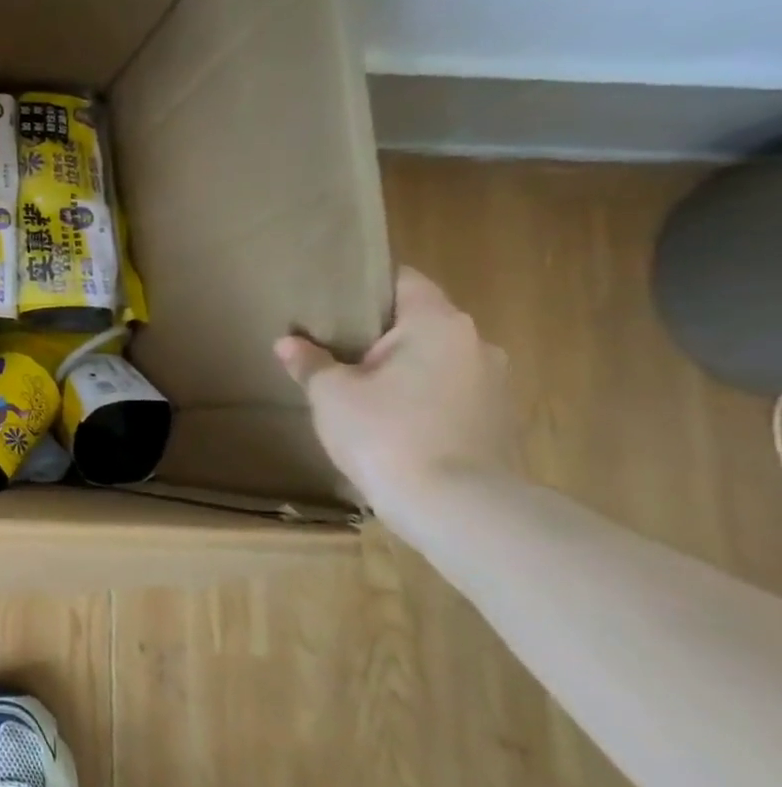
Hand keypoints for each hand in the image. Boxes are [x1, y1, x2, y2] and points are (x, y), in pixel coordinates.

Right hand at [275, 267, 517, 517]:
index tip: (332, 298)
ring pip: (436, 361)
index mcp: (437, 323)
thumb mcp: (331, 394)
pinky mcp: (496, 421)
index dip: (366, 284)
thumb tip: (289, 343)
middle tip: (334, 348)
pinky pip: (449, 394)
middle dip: (379, 334)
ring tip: (360, 391)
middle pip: (419, 322)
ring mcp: (494, 384)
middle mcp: (475, 343)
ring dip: (402, 370)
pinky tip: (390, 423)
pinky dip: (420, 399)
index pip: (403, 280)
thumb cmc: (386, 433)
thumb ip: (310, 362)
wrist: (455, 506)